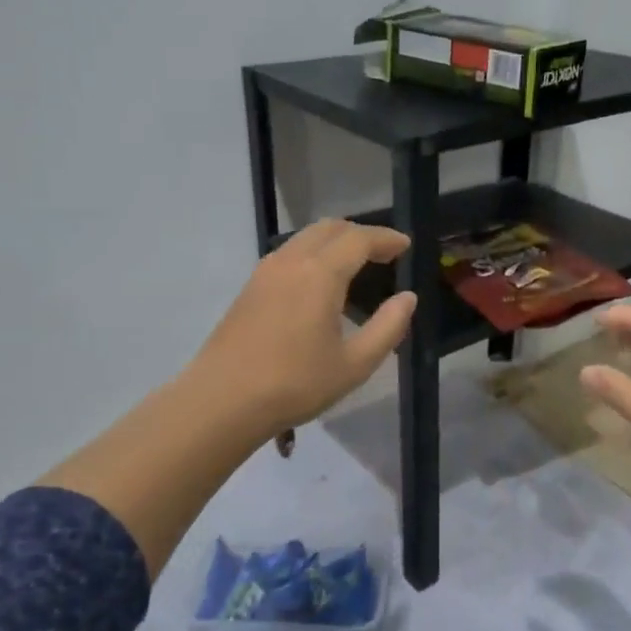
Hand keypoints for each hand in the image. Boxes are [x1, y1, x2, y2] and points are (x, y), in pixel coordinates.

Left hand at [191, 220, 416, 432]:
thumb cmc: (295, 384)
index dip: (385, 238)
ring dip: (334, 242)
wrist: (222, 401)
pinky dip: (313, 254)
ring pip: (305, 238)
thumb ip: (387, 327)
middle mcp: (291, 261)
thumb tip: (407, 298)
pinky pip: (288, 254)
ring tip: (354, 265)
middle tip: (383, 253)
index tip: (405, 246)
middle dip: (360, 234)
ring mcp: (264, 272)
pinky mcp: (249, 288)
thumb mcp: (354, 364)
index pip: (359, 239)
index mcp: (320, 274)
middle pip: (329, 228)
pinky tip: (319, 284)